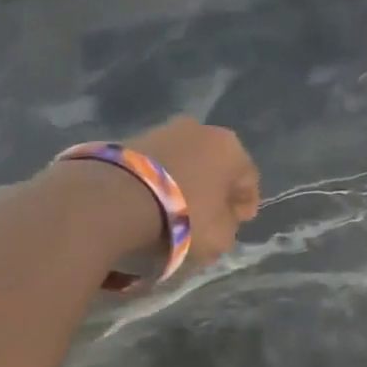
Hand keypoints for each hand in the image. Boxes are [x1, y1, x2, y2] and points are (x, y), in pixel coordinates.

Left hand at [131, 117, 260, 267]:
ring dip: (187, 183)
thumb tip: (223, 221)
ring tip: (177, 211)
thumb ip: (230, 228)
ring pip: (188, 163)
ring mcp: (166, 129)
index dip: (245, 206)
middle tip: (209, 218)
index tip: (237, 225)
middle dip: (215, 191)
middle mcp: (204, 130)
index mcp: (233, 149)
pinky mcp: (134, 137)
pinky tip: (154, 201)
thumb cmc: (184, 214)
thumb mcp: (221, 236)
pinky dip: (162, 180)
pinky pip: (160, 165)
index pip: (249, 181)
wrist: (118, 197)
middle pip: (217, 168)